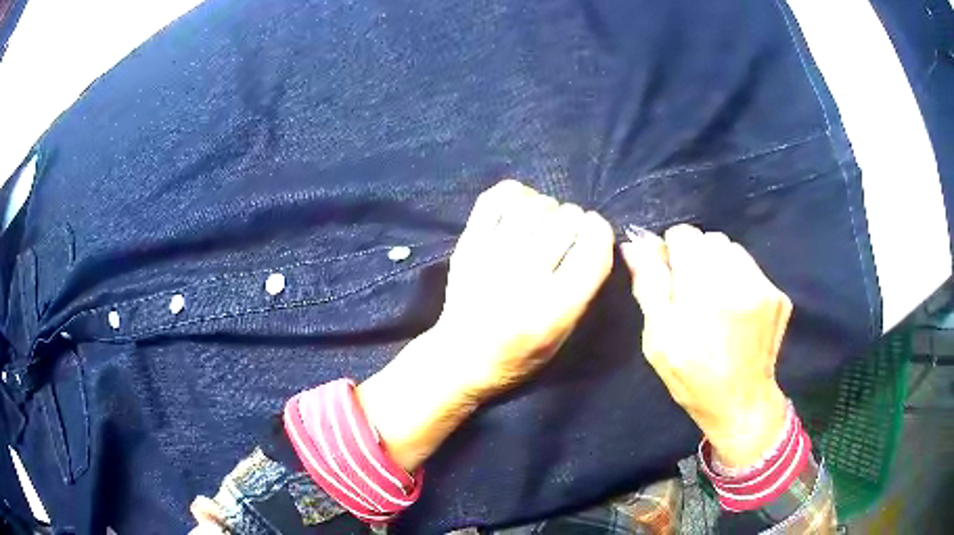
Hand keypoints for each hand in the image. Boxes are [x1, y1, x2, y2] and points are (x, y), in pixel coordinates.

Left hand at [359, 180, 613, 470]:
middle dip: (575, 221)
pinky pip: (498, 196)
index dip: (600, 232)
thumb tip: (592, 232)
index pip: (593, 247)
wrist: (461, 357)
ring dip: (548, 208)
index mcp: (553, 310)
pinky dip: (516, 195)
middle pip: (567, 218)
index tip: (593, 236)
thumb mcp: (565, 333)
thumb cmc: (521, 354)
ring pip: (536, 203)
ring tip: (543, 225)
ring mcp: (491, 257)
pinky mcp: (467, 244)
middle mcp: (523, 279)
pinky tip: (520, 210)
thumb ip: (584, 285)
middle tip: (566, 236)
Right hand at [620, 224, 791, 468]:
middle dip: (698, 259)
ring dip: (720, 267)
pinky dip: (741, 280)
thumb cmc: (691, 375)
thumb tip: (635, 243)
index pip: (684, 234)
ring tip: (718, 303)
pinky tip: (737, 311)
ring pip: (733, 250)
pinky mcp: (779, 295)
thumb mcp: (658, 338)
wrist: (741, 403)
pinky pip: (752, 269)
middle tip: (694, 296)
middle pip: (710, 239)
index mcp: (702, 287)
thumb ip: (649, 284)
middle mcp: (737, 278)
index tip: (673, 279)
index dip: (673, 253)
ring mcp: (764, 285)